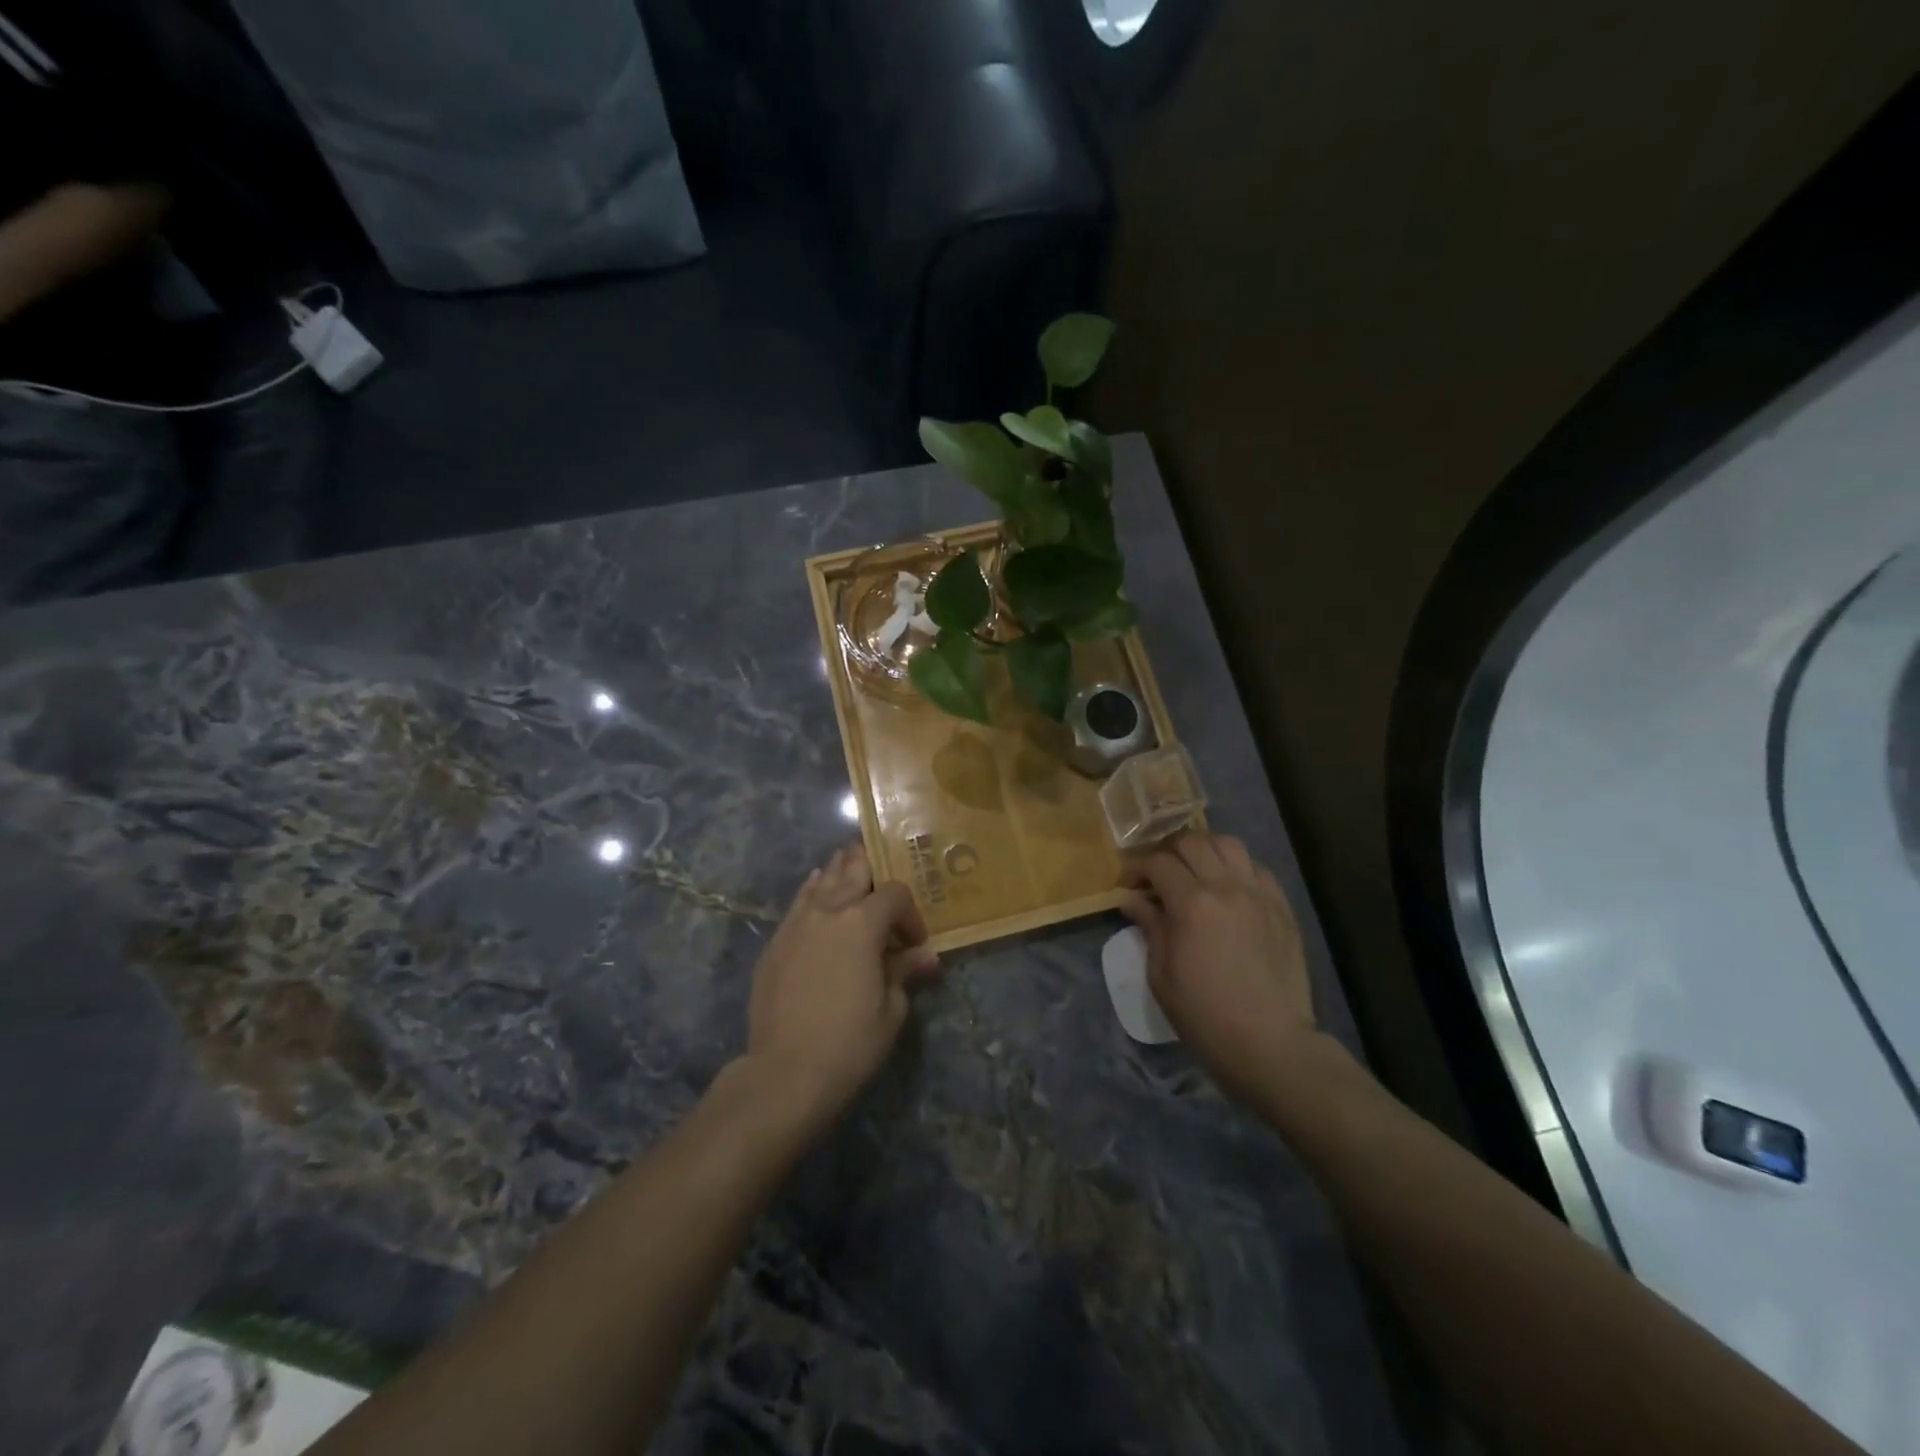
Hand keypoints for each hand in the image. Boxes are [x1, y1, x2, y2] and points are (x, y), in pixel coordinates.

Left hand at [744, 843, 939, 1115]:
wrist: (785, 1071)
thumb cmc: (850, 1042)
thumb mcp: (891, 1009)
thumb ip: (904, 971)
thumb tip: (925, 957)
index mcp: (863, 922)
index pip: (894, 894)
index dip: (910, 914)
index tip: (914, 944)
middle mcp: (829, 910)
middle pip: (853, 870)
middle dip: (871, 869)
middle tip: (882, 876)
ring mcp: (797, 923)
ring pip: (822, 880)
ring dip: (840, 872)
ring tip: (851, 867)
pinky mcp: (776, 941)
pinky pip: (799, 902)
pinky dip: (813, 891)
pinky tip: (817, 887)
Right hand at [1121, 832, 1317, 1103]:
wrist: (1270, 1044)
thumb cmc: (1204, 1015)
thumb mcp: (1161, 975)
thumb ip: (1150, 927)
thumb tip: (1133, 899)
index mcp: (1192, 904)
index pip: (1157, 862)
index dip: (1136, 867)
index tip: (1127, 883)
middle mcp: (1227, 887)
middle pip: (1192, 842)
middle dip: (1167, 851)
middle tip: (1157, 874)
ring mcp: (1259, 894)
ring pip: (1229, 844)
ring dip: (1204, 849)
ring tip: (1194, 871)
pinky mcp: (1282, 907)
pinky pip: (1257, 868)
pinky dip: (1236, 867)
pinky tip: (1228, 888)